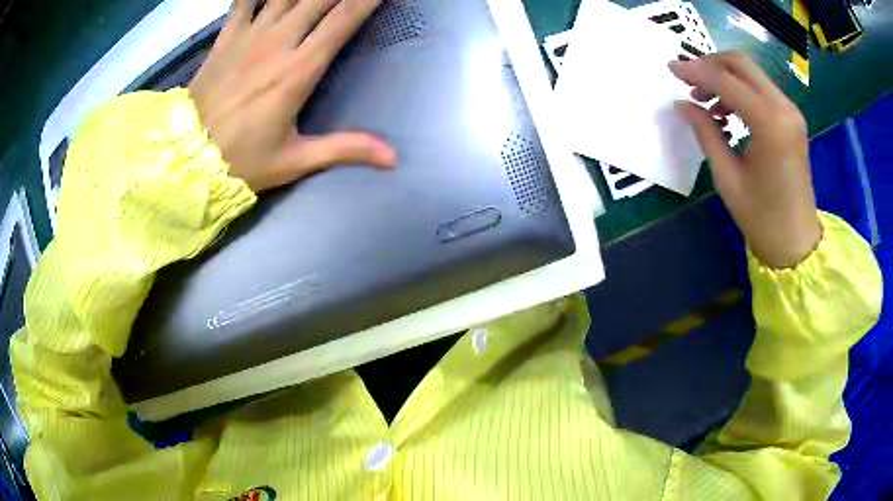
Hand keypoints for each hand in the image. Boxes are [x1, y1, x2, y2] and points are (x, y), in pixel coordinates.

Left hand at [188, 0, 395, 192]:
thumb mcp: (294, 160)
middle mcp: (277, 43)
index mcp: (298, 71)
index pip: (343, 20)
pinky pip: (244, 2)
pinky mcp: (226, 39)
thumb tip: (393, 158)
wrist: (185, 159)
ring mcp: (249, 37)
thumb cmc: (241, 162)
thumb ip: (345, 149)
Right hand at [670, 52, 820, 268]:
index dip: (695, 70)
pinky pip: (761, 90)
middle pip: (741, 64)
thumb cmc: (762, 217)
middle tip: (688, 80)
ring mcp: (791, 112)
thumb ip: (705, 132)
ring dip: (725, 77)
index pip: (726, 80)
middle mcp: (783, 108)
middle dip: (710, 65)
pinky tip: (727, 111)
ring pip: (751, 73)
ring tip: (706, 101)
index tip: (671, 70)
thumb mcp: (727, 176)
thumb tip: (683, 104)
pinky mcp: (792, 119)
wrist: (796, 242)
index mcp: (769, 123)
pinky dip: (740, 90)